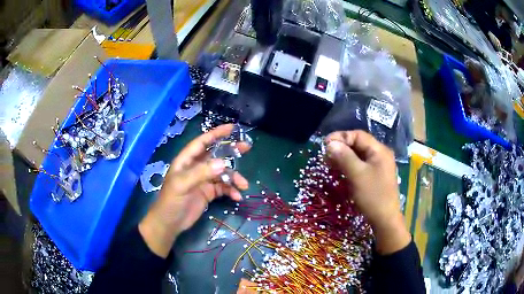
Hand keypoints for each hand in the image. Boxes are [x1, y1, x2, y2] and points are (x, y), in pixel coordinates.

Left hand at [139, 124, 249, 257]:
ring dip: (233, 178)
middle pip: (215, 155)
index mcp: (186, 161)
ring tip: (243, 185)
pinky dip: (231, 190)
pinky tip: (237, 197)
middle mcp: (196, 167)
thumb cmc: (171, 201)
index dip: (216, 134)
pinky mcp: (208, 192)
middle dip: (231, 151)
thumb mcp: (182, 185)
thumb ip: (201, 173)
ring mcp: (203, 180)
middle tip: (247, 147)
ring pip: (222, 173)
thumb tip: (223, 163)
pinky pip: (223, 187)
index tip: (232, 128)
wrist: (170, 224)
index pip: (202, 142)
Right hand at [325, 130, 409, 254]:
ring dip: (344, 156)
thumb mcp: (357, 175)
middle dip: (341, 147)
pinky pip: (360, 165)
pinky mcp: (374, 175)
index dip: (341, 137)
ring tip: (329, 163)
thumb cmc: (373, 196)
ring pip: (358, 155)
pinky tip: (340, 170)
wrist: (385, 219)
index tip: (325, 144)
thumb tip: (330, 144)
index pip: (358, 135)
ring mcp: (378, 166)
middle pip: (358, 144)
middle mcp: (380, 154)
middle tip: (326, 155)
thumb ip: (344, 157)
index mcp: (379, 150)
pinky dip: (349, 165)